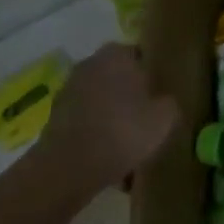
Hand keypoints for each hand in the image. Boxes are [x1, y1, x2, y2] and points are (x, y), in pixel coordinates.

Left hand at [32, 44, 177, 200]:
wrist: (67, 169)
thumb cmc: (122, 131)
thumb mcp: (164, 118)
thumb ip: (169, 103)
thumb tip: (164, 102)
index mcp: (116, 54)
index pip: (139, 55)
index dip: (151, 76)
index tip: (159, 96)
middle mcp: (89, 64)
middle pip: (117, 78)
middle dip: (129, 96)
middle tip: (145, 119)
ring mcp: (67, 92)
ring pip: (100, 102)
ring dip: (111, 117)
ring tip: (127, 144)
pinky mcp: (53, 119)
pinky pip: (85, 122)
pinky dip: (95, 134)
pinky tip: (107, 157)